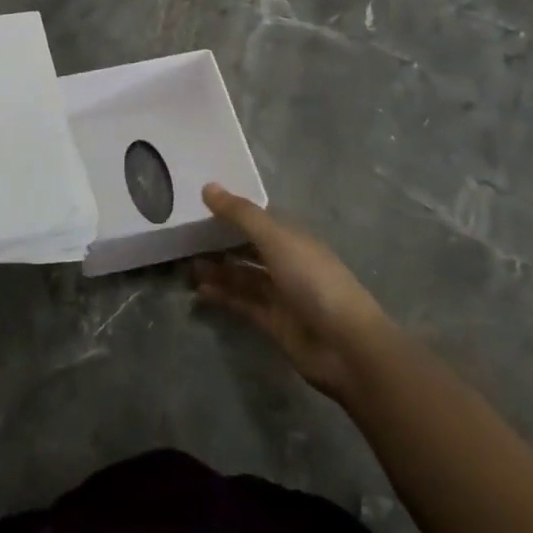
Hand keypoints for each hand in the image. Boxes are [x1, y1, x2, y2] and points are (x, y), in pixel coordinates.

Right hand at [194, 183, 394, 403]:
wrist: (346, 346)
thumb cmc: (313, 281)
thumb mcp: (275, 239)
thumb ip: (241, 214)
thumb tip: (208, 187)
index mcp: (292, 239)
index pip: (258, 220)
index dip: (232, 213)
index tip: (200, 206)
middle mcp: (288, 263)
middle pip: (249, 249)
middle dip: (221, 244)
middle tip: (186, 239)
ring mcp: (282, 294)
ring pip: (244, 277)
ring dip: (218, 271)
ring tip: (188, 266)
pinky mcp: (275, 323)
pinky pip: (243, 303)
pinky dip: (223, 296)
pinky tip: (200, 290)